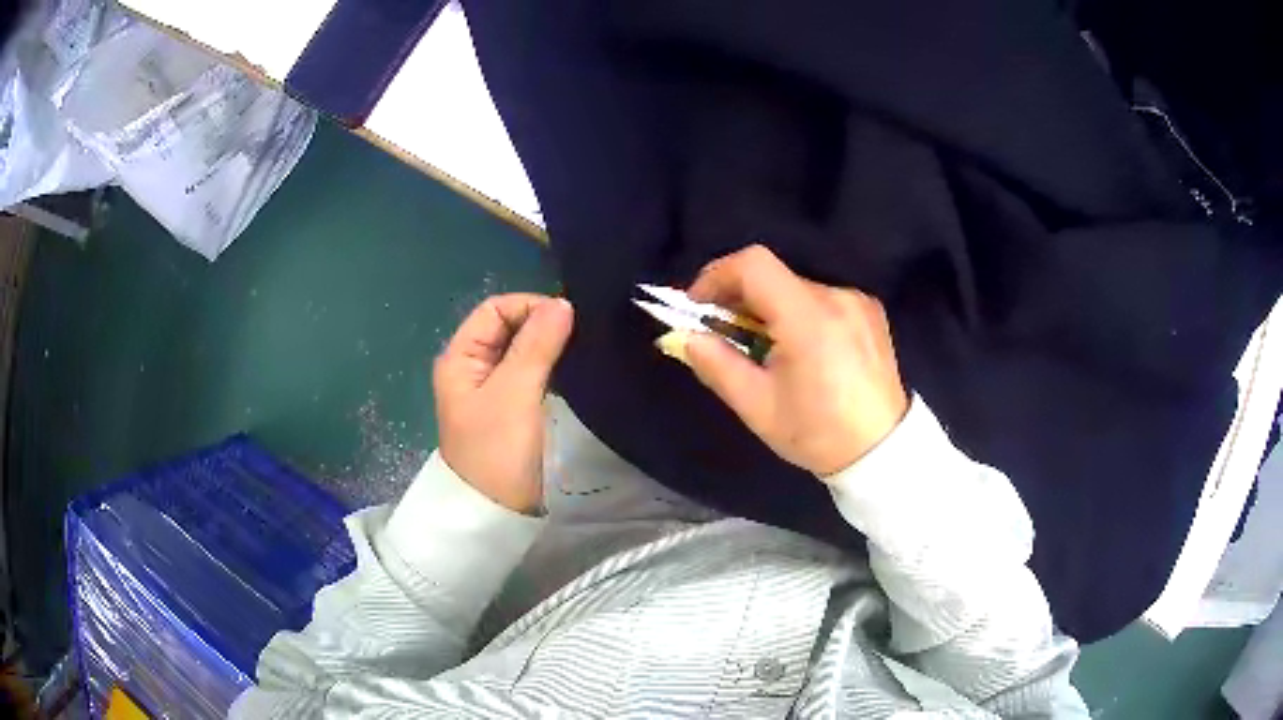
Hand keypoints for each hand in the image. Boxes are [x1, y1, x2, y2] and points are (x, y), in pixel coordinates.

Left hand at [433, 294, 573, 512]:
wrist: (495, 514)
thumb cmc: (497, 451)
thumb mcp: (514, 393)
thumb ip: (536, 346)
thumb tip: (563, 303)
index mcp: (460, 357)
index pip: (495, 309)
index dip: (529, 306)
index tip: (569, 319)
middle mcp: (472, 367)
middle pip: (508, 327)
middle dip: (542, 324)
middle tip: (581, 333)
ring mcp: (491, 390)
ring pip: (522, 351)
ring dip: (548, 345)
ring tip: (582, 348)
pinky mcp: (511, 409)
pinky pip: (531, 374)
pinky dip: (551, 366)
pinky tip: (574, 369)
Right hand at [669, 245, 907, 476]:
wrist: (883, 451)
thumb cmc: (817, 434)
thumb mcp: (757, 406)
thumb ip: (716, 364)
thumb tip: (684, 336)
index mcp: (809, 319)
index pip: (754, 265)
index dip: (716, 275)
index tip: (698, 305)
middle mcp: (837, 297)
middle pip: (773, 277)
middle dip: (739, 298)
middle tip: (722, 332)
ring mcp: (858, 301)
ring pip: (796, 288)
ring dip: (769, 307)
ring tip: (764, 347)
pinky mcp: (870, 310)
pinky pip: (821, 299)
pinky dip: (798, 313)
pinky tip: (801, 349)